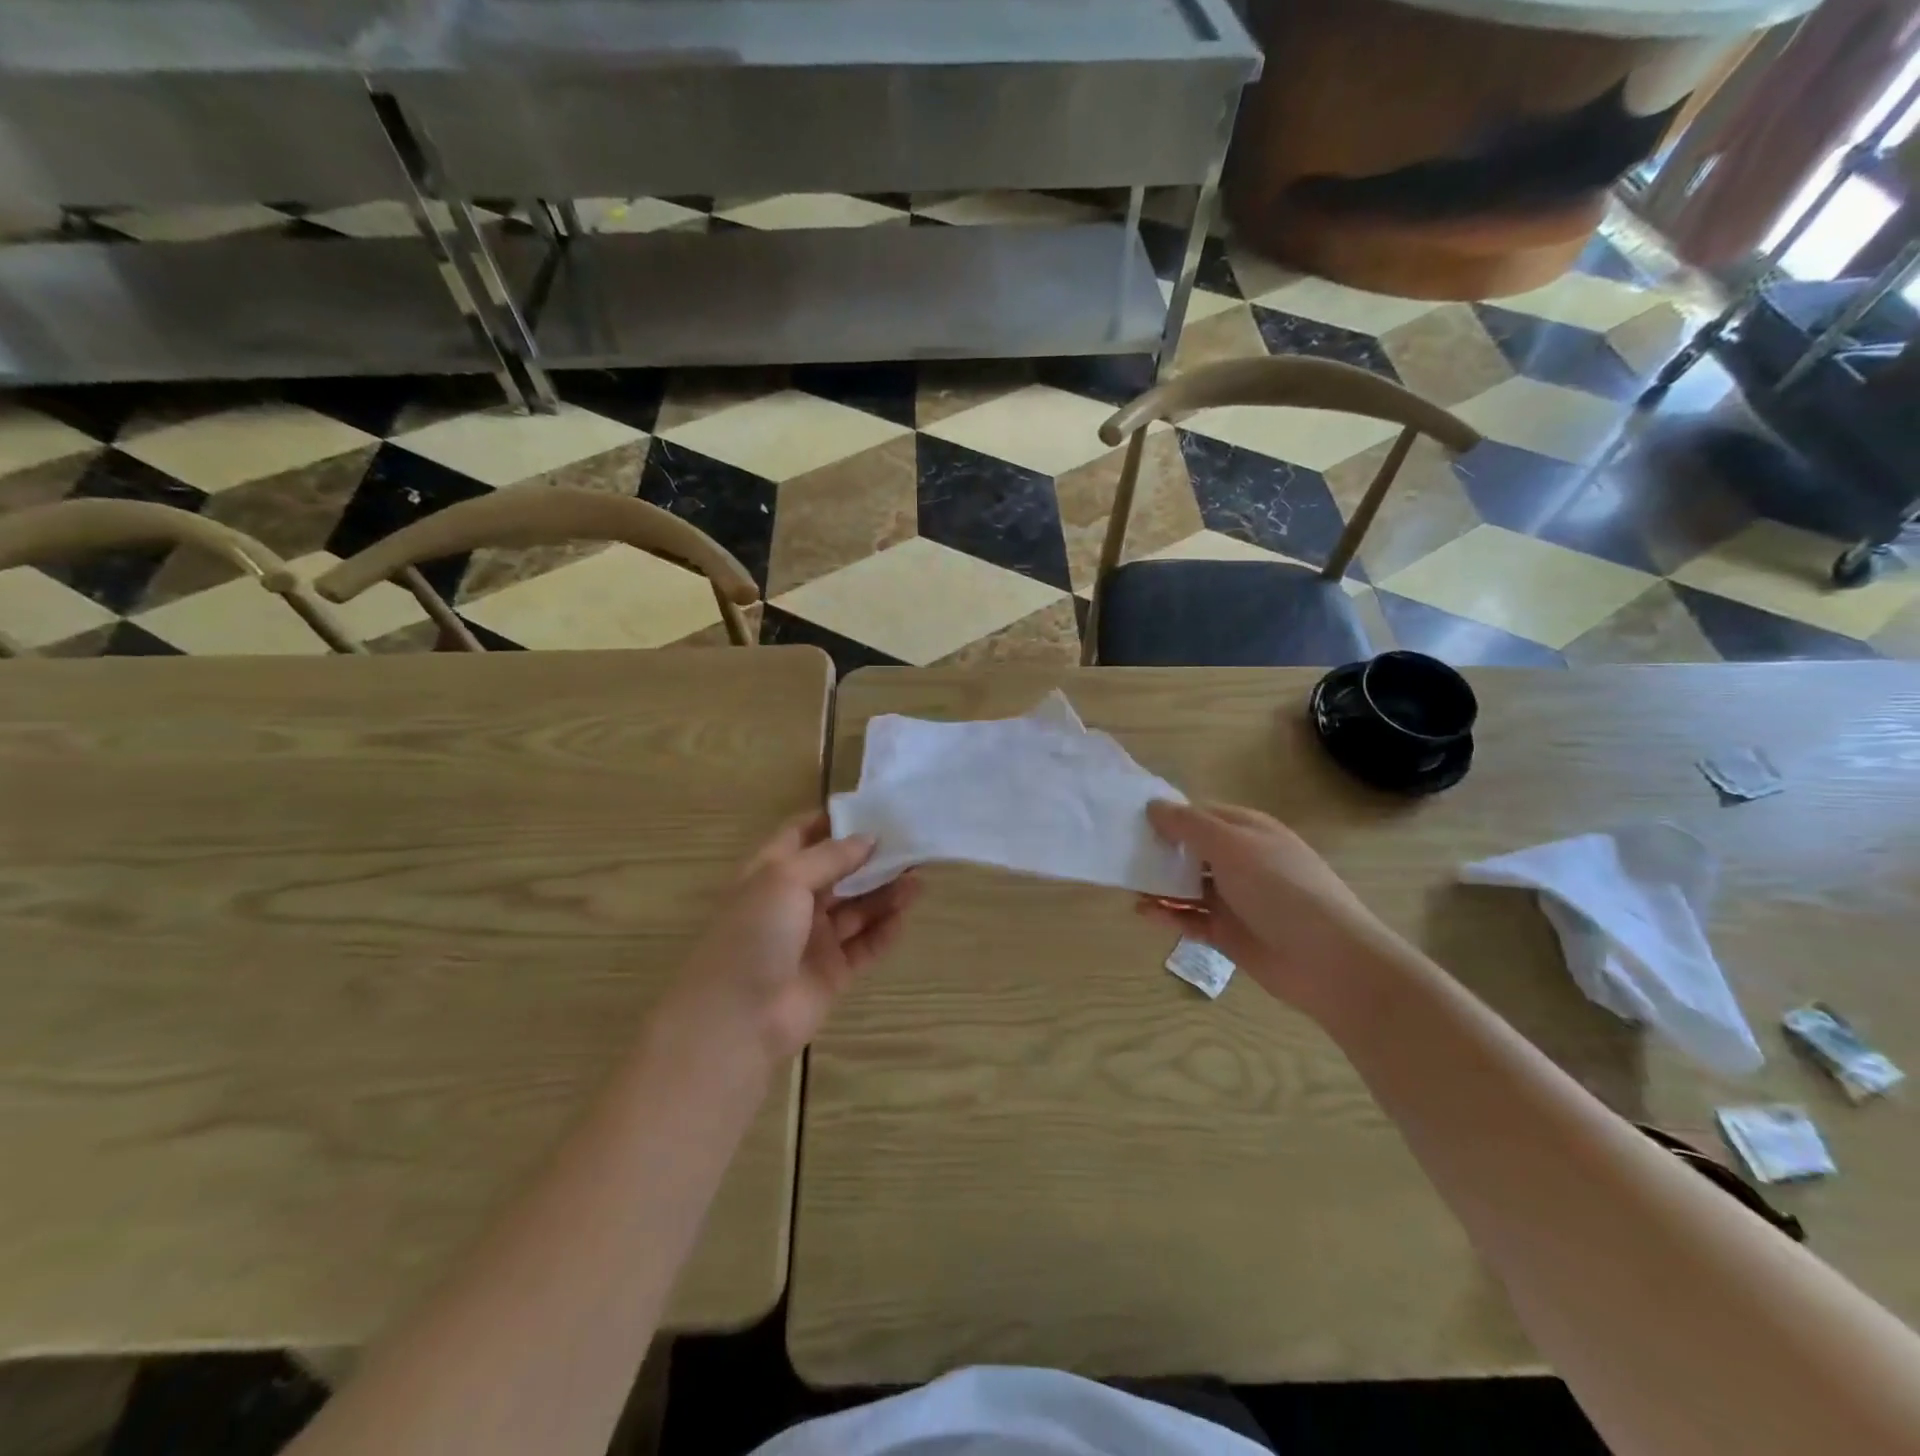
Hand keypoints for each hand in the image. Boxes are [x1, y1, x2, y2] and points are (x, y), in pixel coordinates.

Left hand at [666, 813, 918, 1062]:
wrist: (736, 1019)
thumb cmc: (754, 934)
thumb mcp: (785, 879)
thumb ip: (830, 857)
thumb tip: (869, 838)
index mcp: (772, 872)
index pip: (804, 835)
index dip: (835, 821)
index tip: (875, 809)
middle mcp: (793, 902)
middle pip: (839, 872)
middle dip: (872, 858)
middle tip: (912, 845)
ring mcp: (814, 939)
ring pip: (857, 909)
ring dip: (885, 893)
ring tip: (919, 879)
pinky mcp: (833, 972)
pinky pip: (864, 946)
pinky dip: (885, 931)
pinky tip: (905, 916)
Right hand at [1140, 800, 1396, 1014]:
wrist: (1329, 961)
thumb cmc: (1281, 889)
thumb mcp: (1233, 846)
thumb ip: (1189, 825)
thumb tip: (1152, 805)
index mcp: (1248, 831)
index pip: (1200, 814)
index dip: (1167, 814)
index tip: (1130, 818)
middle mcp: (1240, 861)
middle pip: (1191, 849)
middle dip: (1158, 849)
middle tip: (1119, 851)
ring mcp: (1235, 899)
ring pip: (1187, 885)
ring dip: (1159, 883)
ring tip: (1126, 883)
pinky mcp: (1229, 933)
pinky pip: (1190, 919)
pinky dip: (1167, 915)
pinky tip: (1142, 912)